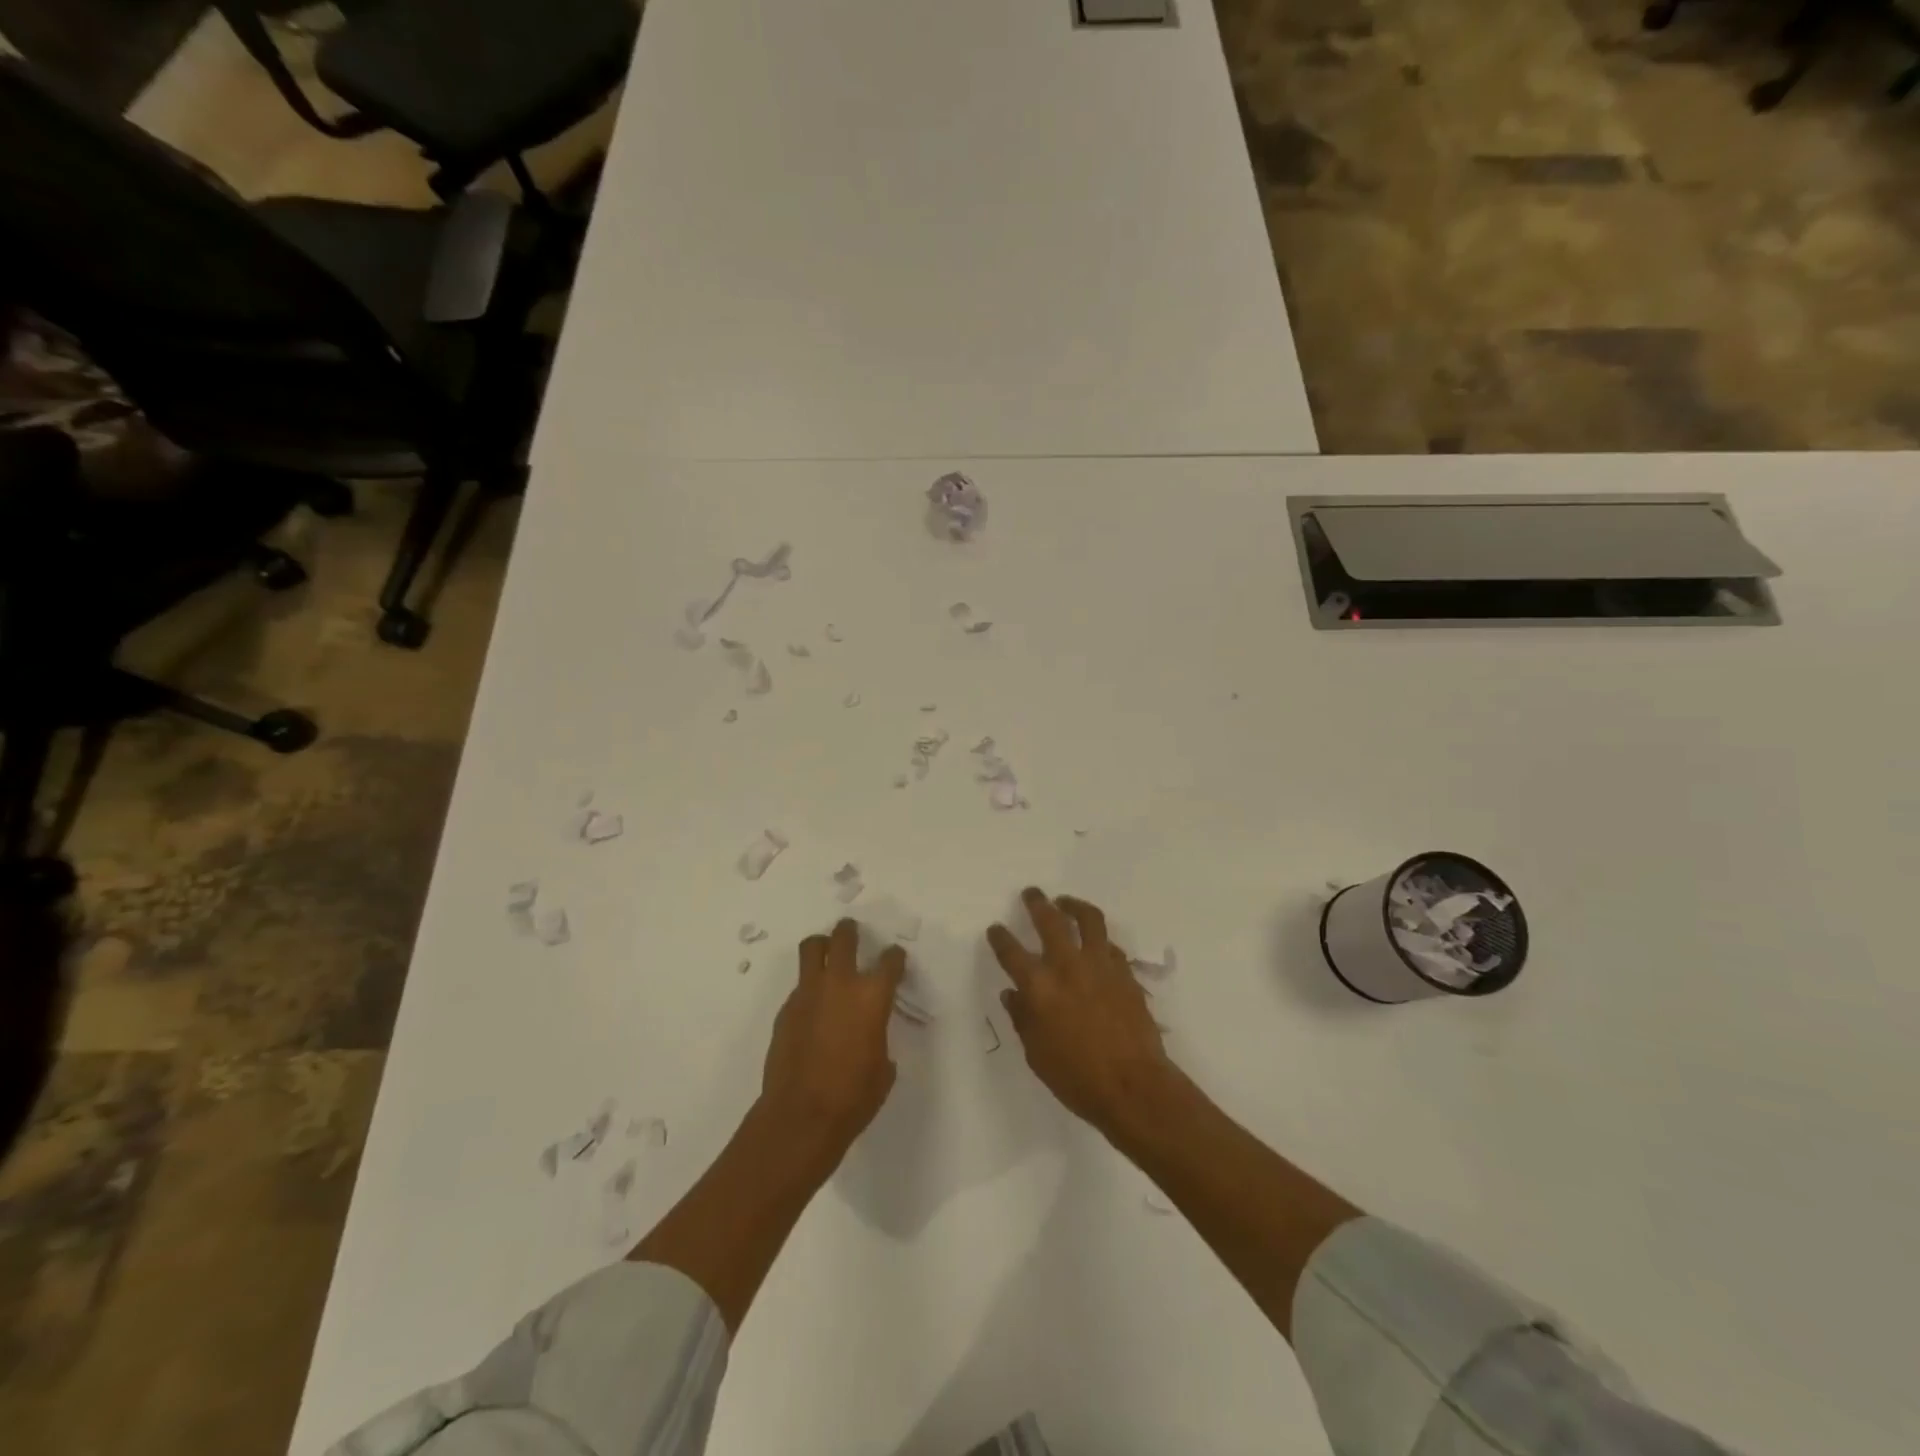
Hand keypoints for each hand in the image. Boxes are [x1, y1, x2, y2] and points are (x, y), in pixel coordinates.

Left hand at [760, 918, 906, 1161]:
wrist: (801, 1115)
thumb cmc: (853, 1096)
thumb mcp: (882, 1068)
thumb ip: (878, 1039)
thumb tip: (870, 1037)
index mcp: (872, 996)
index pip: (890, 961)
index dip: (895, 957)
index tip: (895, 958)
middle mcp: (841, 984)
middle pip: (844, 938)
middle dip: (850, 931)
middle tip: (853, 932)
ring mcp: (809, 993)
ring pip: (812, 948)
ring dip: (822, 945)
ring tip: (826, 951)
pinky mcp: (786, 1009)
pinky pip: (799, 986)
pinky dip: (808, 987)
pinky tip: (813, 1007)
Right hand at [988, 888, 1172, 1138]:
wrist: (1133, 1086)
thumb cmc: (1077, 1077)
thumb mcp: (1037, 1053)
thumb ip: (1022, 1018)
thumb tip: (1013, 994)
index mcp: (1039, 987)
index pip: (1011, 952)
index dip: (1000, 937)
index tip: (996, 929)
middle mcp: (1067, 966)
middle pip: (1050, 920)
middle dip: (1037, 903)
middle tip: (1031, 893)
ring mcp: (1100, 966)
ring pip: (1088, 920)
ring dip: (1074, 906)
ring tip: (1066, 902)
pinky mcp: (1125, 973)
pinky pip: (1110, 945)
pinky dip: (1099, 939)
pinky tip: (1096, 943)